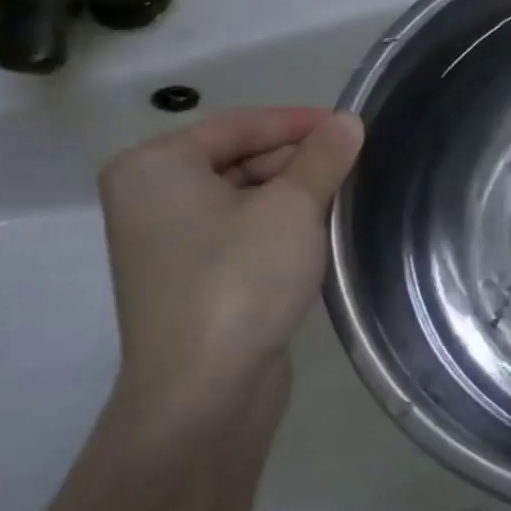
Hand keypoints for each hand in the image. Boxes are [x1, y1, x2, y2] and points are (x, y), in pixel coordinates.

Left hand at [99, 108, 363, 403]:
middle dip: (301, 160)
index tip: (355, 126)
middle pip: (241, 158)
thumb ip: (322, 157)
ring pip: (246, 197)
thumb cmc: (241, 279)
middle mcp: (152, 198)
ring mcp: (169, 242)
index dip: (301, 122)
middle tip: (359, 164)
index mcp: (156, 167)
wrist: (206, 388)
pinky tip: (322, 232)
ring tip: (350, 195)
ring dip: (297, 194)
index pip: (240, 124)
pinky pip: (243, 231)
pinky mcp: (193, 277)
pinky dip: (282, 225)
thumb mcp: (292, 207)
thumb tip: (349, 121)